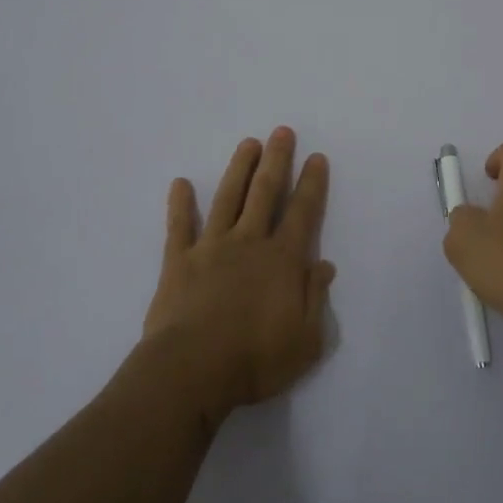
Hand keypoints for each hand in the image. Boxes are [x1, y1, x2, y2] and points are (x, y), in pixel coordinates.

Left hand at [143, 127, 335, 421]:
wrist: (191, 371)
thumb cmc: (255, 361)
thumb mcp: (306, 340)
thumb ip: (315, 298)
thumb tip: (324, 265)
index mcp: (282, 260)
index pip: (303, 213)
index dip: (311, 184)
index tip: (316, 157)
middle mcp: (249, 243)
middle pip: (265, 193)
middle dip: (276, 160)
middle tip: (282, 131)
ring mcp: (211, 247)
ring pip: (227, 198)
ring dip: (239, 169)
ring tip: (248, 143)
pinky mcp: (178, 261)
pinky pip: (179, 226)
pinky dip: (179, 204)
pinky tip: (180, 183)